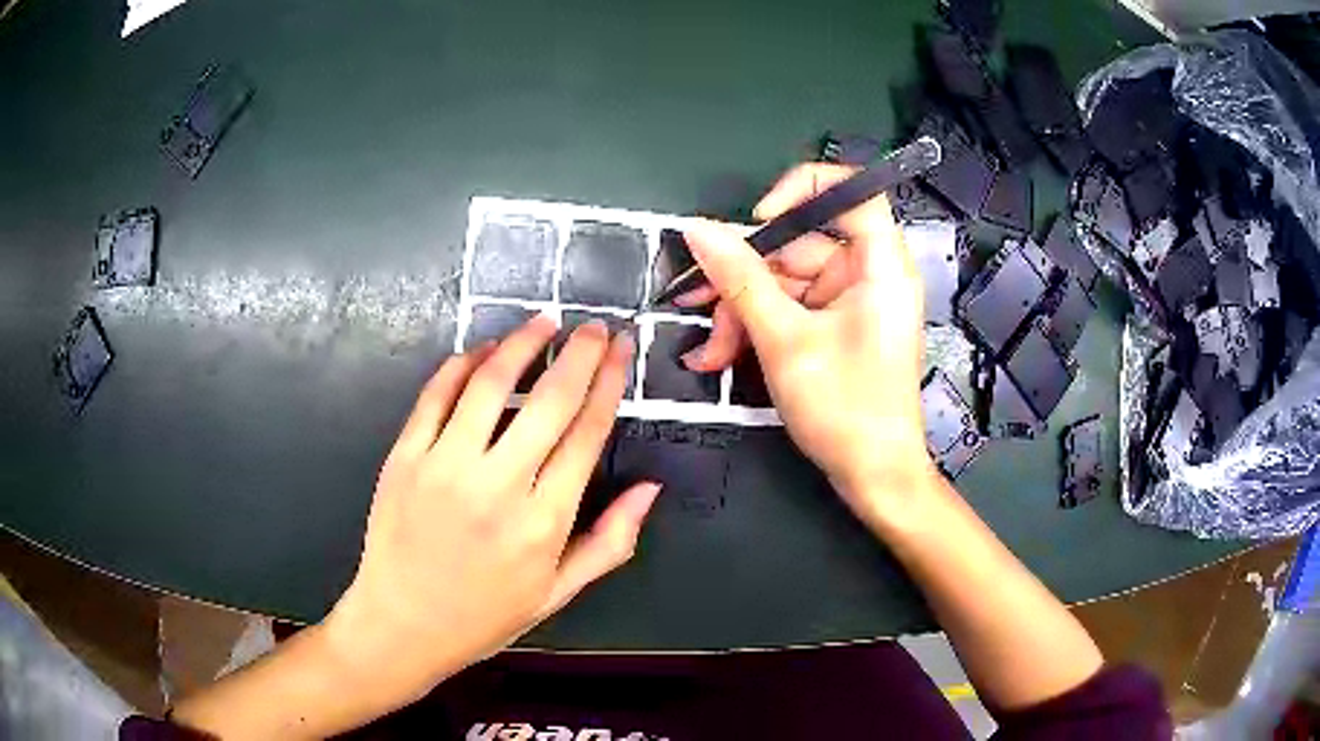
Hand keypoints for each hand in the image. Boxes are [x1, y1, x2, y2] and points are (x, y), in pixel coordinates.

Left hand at [324, 317, 659, 700]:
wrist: (402, 625)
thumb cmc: (485, 615)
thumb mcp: (558, 592)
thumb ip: (610, 542)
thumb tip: (651, 489)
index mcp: (543, 523)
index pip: (587, 433)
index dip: (608, 382)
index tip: (618, 349)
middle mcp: (497, 486)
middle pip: (549, 400)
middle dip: (578, 353)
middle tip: (592, 326)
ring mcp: (444, 467)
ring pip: (490, 384)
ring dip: (522, 343)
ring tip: (543, 322)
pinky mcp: (405, 457)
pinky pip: (436, 394)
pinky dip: (463, 363)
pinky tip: (483, 350)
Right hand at [679, 163, 935, 526]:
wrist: (873, 476)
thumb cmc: (844, 408)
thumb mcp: (783, 340)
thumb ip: (739, 279)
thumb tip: (696, 230)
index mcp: (880, 266)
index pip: (852, 192)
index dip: (802, 190)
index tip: (758, 220)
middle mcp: (870, 274)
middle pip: (800, 245)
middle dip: (744, 278)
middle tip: (695, 302)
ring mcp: (853, 302)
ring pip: (785, 283)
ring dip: (741, 313)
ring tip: (710, 353)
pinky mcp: (838, 327)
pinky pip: (791, 310)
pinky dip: (758, 328)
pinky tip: (723, 356)